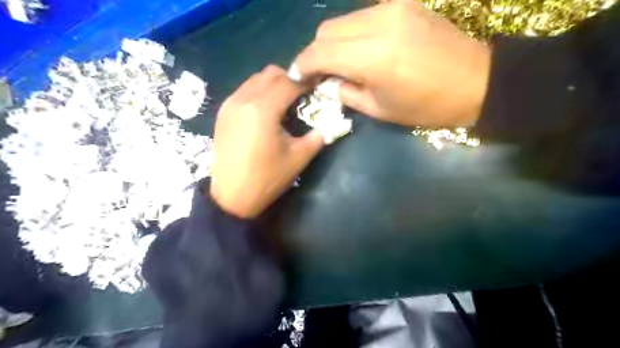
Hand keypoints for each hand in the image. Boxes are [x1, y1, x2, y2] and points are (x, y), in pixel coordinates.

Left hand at [209, 65, 324, 217]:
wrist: (231, 197)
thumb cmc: (267, 178)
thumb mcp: (299, 158)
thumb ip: (319, 135)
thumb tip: (334, 121)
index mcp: (263, 109)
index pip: (289, 81)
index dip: (306, 82)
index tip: (317, 88)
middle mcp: (243, 99)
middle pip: (271, 73)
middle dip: (290, 80)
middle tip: (302, 97)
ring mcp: (230, 104)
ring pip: (255, 79)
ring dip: (273, 85)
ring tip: (284, 104)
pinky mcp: (222, 112)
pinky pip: (244, 90)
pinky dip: (258, 93)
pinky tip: (265, 112)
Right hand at [294, 1, 491, 126]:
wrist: (474, 81)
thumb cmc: (425, 106)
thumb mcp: (379, 109)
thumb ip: (345, 92)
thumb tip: (325, 82)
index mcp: (371, 57)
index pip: (319, 52)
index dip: (302, 64)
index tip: (298, 77)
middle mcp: (377, 23)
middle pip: (326, 31)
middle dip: (316, 53)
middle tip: (322, 73)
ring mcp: (391, 8)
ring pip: (342, 20)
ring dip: (334, 42)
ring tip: (343, 63)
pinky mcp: (402, 3)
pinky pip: (362, 16)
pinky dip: (353, 33)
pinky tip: (362, 49)